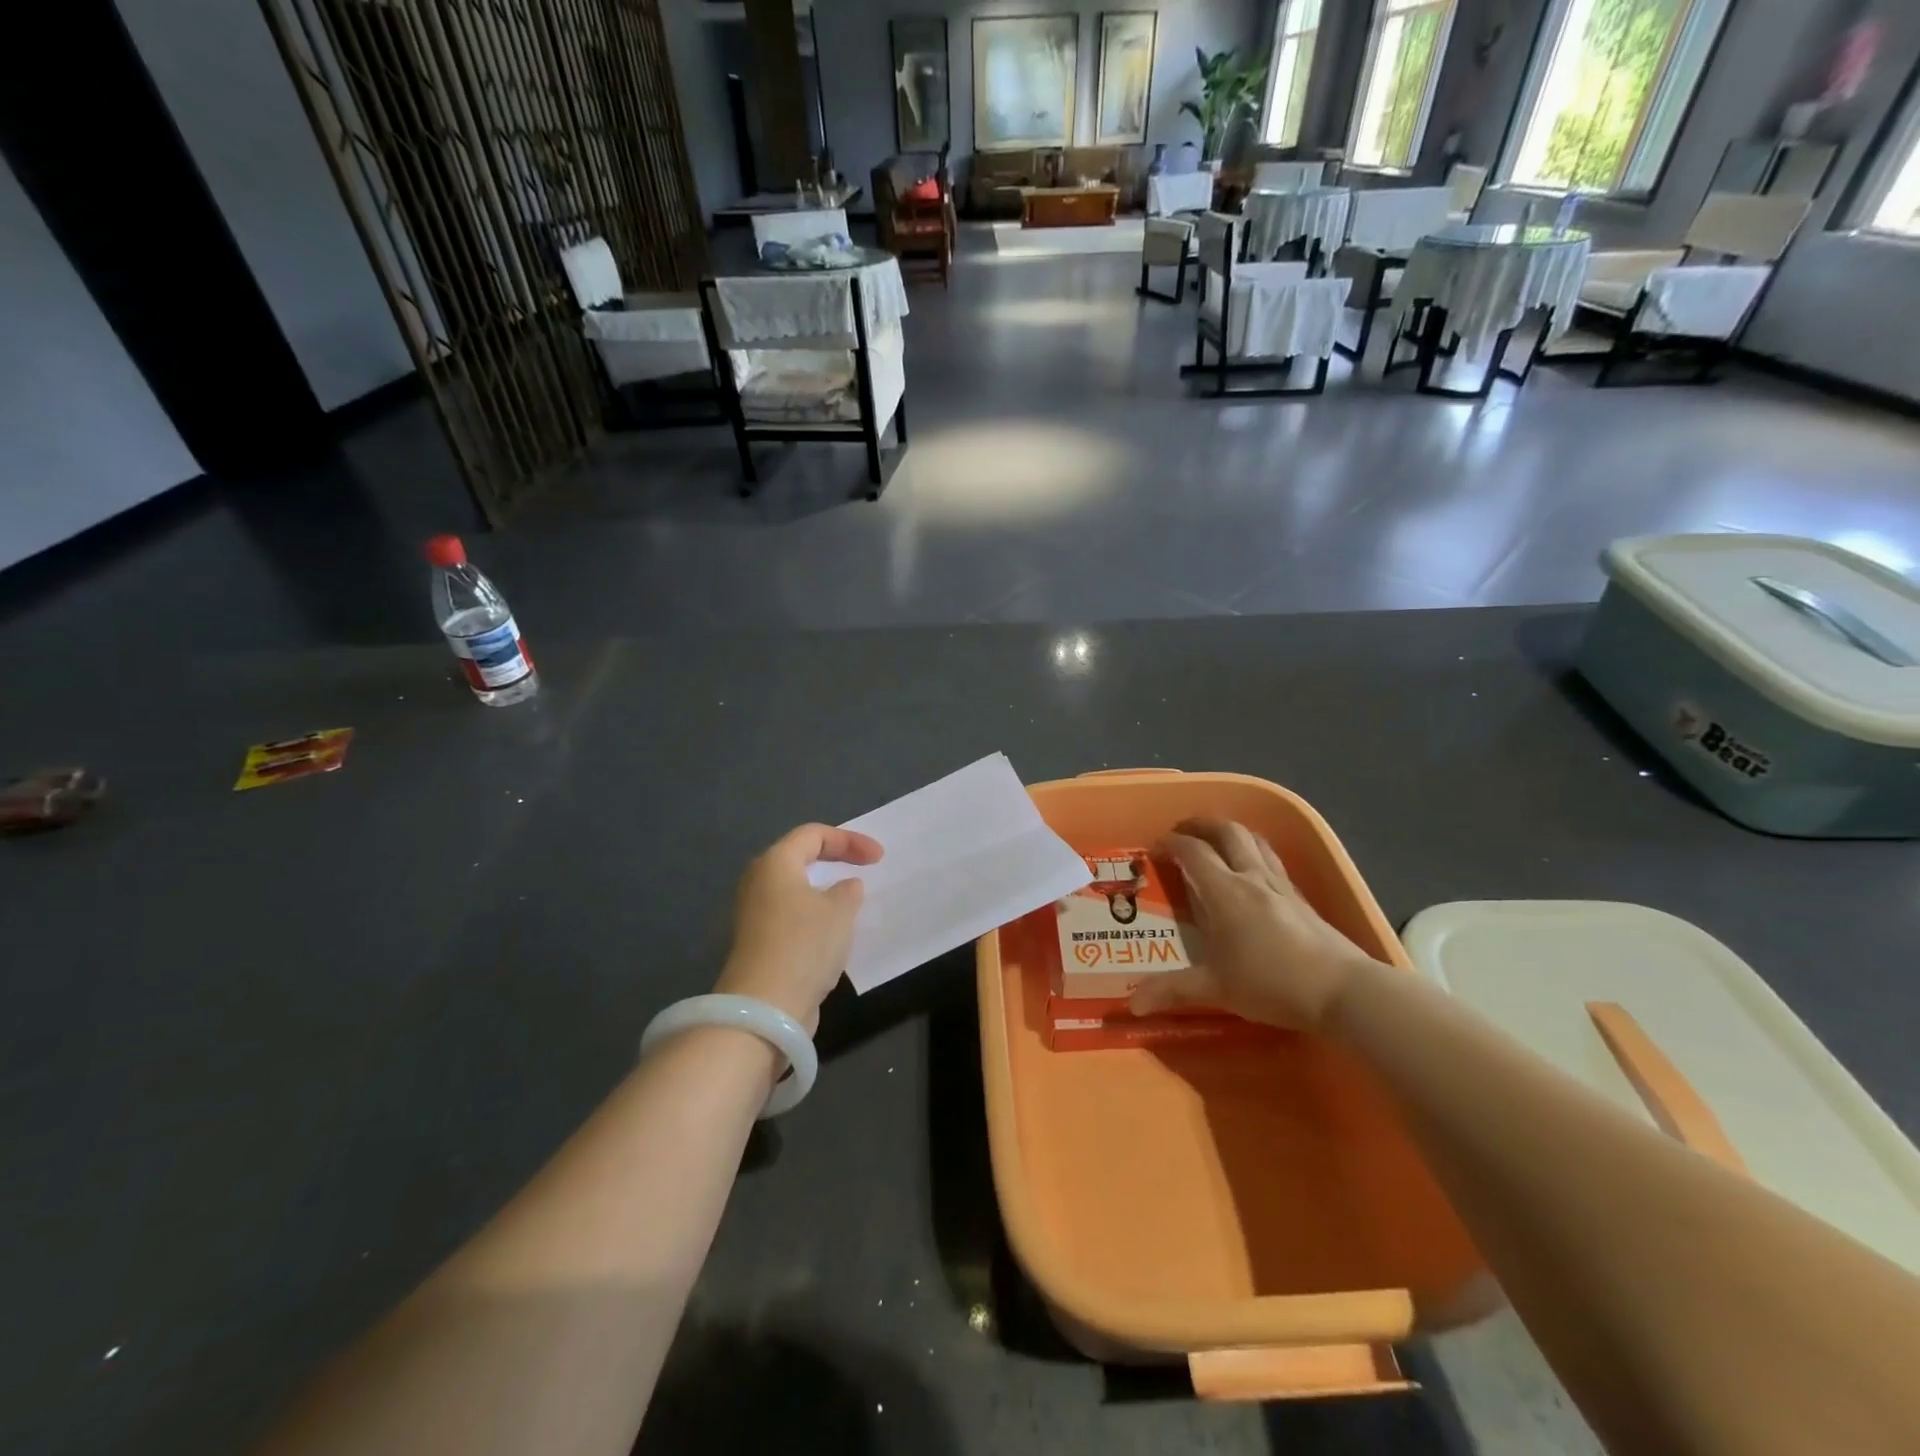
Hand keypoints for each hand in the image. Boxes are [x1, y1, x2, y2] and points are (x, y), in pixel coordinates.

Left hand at [715, 824, 882, 1030]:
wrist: (766, 1008)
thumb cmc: (804, 944)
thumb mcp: (840, 911)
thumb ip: (848, 891)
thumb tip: (846, 886)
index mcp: (775, 863)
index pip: (813, 834)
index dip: (849, 840)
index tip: (878, 858)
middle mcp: (759, 883)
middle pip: (800, 858)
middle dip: (835, 860)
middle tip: (865, 869)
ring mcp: (756, 915)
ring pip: (797, 890)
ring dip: (826, 892)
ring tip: (854, 901)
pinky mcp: (761, 944)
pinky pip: (794, 916)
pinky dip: (817, 916)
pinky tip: (836, 932)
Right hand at [1127, 817, 1374, 1032]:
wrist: (1343, 990)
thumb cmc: (1272, 983)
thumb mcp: (1216, 989)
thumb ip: (1172, 991)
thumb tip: (1132, 1003)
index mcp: (1225, 892)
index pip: (1193, 852)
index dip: (1171, 843)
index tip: (1155, 848)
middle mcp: (1252, 878)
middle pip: (1227, 831)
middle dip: (1202, 824)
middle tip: (1184, 829)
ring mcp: (1281, 886)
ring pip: (1255, 841)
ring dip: (1231, 832)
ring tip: (1217, 841)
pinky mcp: (1302, 899)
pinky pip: (1273, 861)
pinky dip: (1255, 854)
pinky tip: (1253, 874)